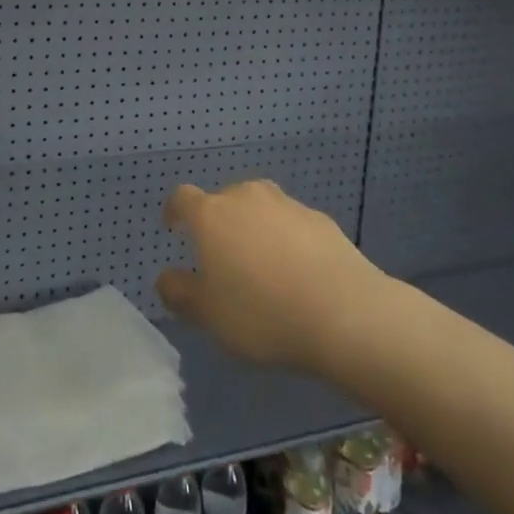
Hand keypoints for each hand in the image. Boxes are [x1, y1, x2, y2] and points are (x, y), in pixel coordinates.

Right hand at [156, 179, 382, 373]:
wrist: (346, 314)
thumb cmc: (262, 313)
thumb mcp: (208, 315)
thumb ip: (179, 293)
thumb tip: (166, 278)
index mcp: (211, 215)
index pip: (182, 198)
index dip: (174, 211)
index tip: (172, 227)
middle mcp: (246, 198)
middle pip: (224, 199)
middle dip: (218, 221)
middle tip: (221, 257)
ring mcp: (287, 206)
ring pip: (260, 209)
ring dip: (254, 228)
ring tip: (261, 264)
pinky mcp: (322, 221)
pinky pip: (292, 225)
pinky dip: (287, 240)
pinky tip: (297, 272)